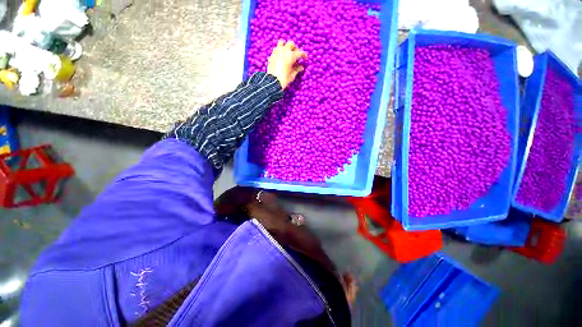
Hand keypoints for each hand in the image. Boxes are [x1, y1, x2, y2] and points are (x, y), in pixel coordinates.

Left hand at [267, 40, 307, 88]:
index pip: (299, 52)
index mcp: (291, 55)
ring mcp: (277, 52)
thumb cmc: (284, 79)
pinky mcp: (271, 55)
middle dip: (294, 48)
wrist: (273, 82)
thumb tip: (301, 67)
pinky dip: (280, 51)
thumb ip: (297, 69)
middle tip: (296, 55)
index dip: (303, 55)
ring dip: (286, 46)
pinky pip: (276, 49)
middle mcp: (284, 51)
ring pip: (282, 42)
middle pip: (291, 44)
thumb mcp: (292, 75)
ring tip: (287, 52)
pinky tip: (281, 56)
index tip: (305, 58)